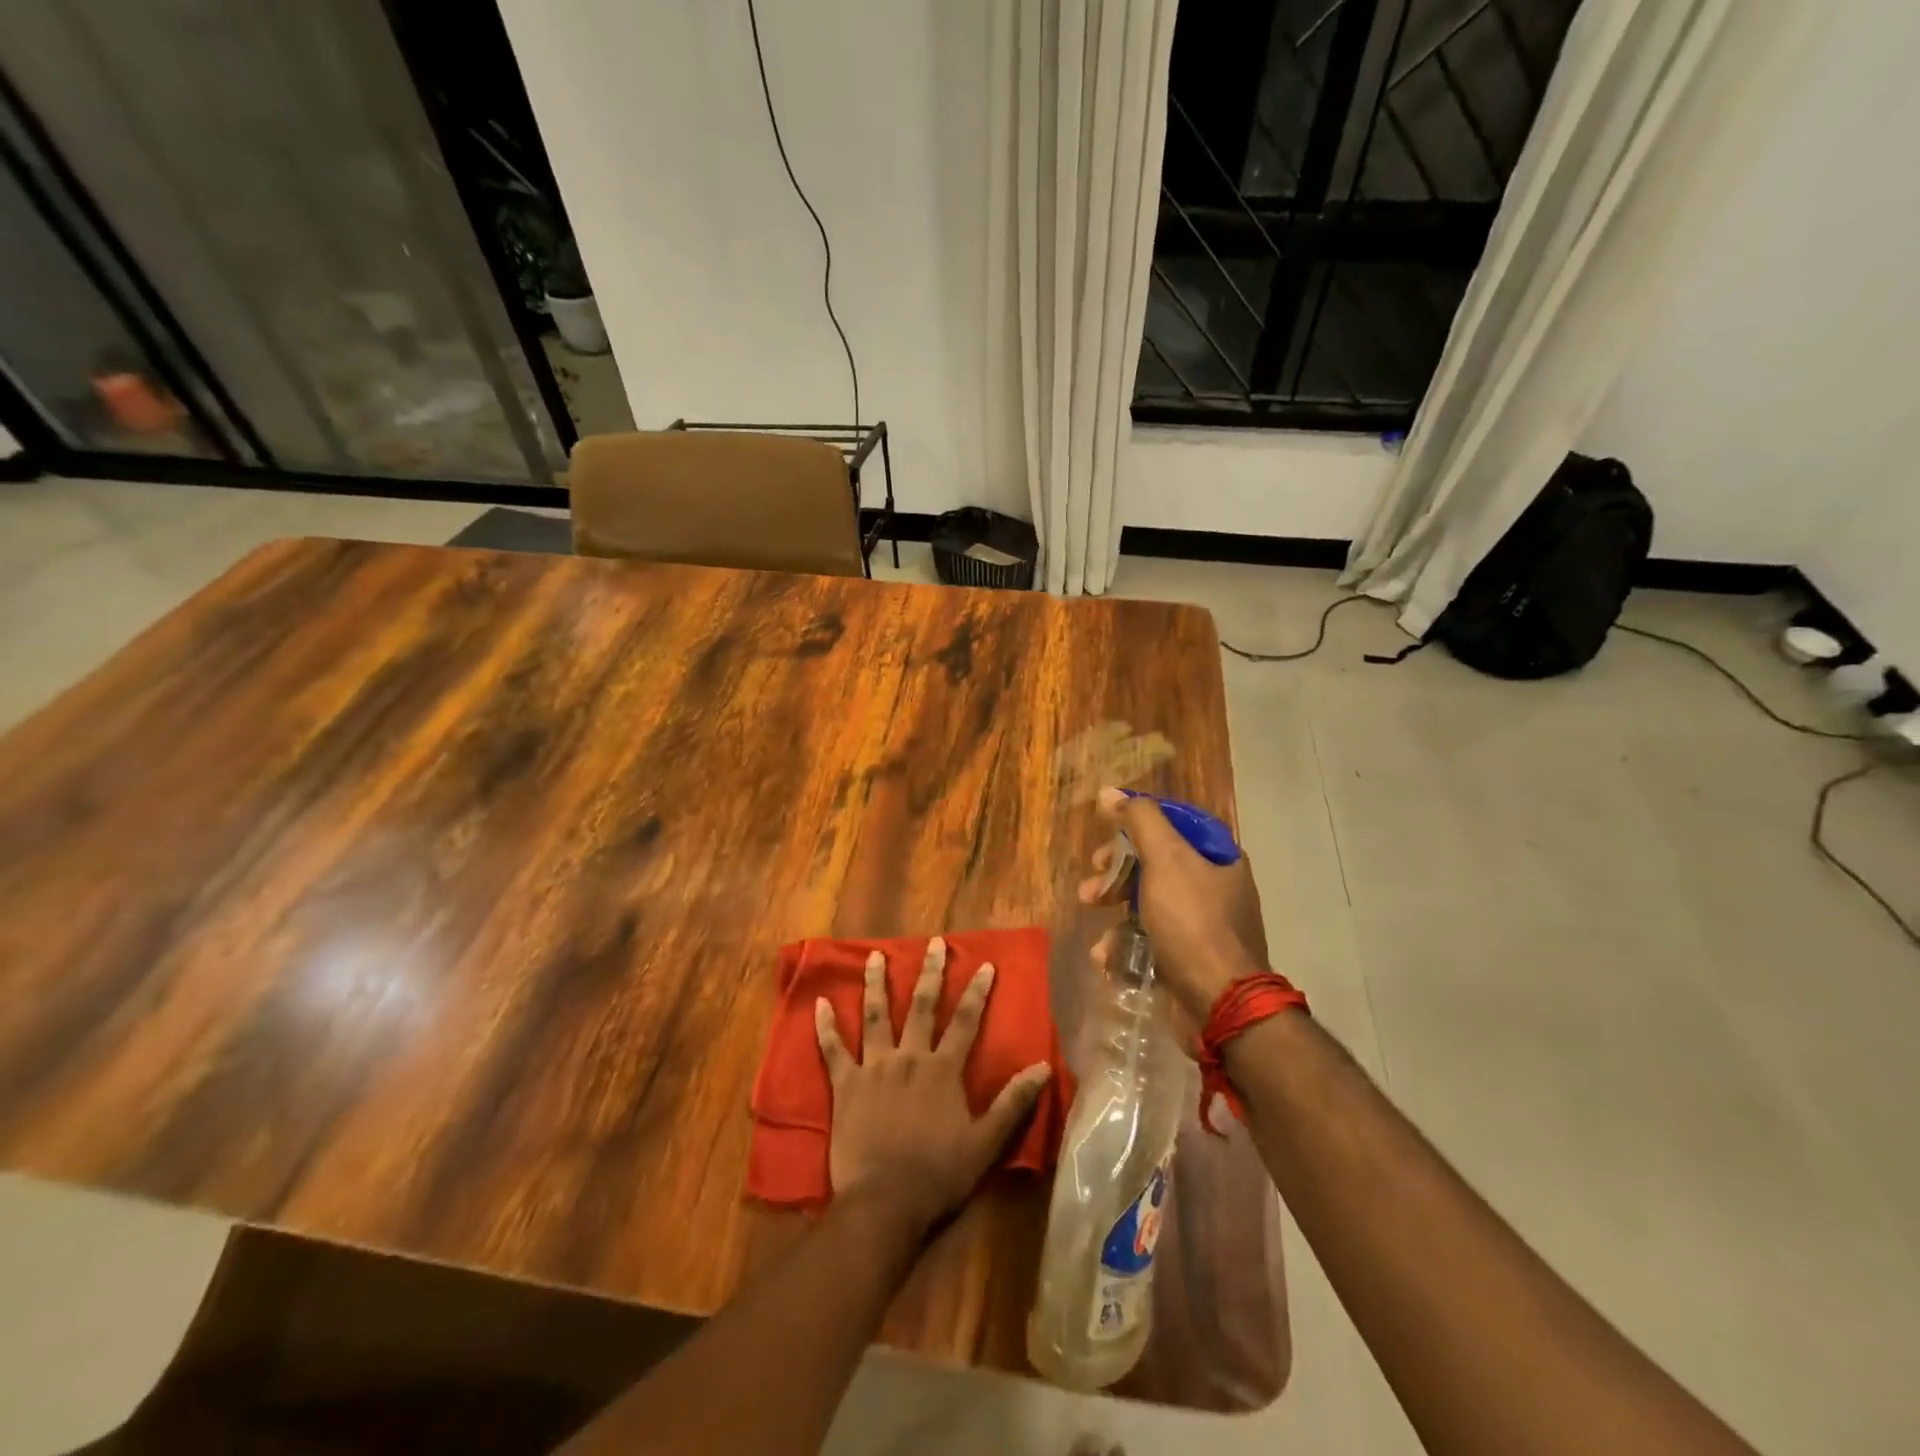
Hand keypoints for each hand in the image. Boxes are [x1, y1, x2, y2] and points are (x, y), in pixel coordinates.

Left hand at [814, 937, 1051, 1233]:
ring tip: (875, 955)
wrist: (884, 1203)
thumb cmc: (938, 1175)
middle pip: (920, 1007)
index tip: (984, 964)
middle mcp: (908, 1058)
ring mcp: (873, 1068)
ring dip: (876, 984)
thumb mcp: (986, 1143)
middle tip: (933, 943)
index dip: (976, 992)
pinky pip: (832, 1050)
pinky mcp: (845, 1086)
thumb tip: (1042, 1068)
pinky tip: (819, 1003)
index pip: (965, 1022)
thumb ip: (1013, 1103)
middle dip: (929, 973)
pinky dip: (824, 1027)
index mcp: (942, 1070)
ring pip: (875, 1017)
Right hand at [1077, 786, 1269, 1021]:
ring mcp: (1202, 925)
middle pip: (1155, 863)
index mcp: (1218, 857)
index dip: (1136, 824)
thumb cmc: (1193, 922)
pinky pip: (1149, 938)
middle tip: (1092, 882)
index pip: (1174, 824)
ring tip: (1091, 918)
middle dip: (1116, 871)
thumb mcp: (1165, 860)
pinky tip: (1106, 954)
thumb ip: (1139, 821)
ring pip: (1147, 901)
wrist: (1220, 1003)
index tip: (1106, 834)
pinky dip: (1124, 942)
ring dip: (1113, 906)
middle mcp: (1214, 886)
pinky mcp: (1187, 958)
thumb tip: (1109, 791)